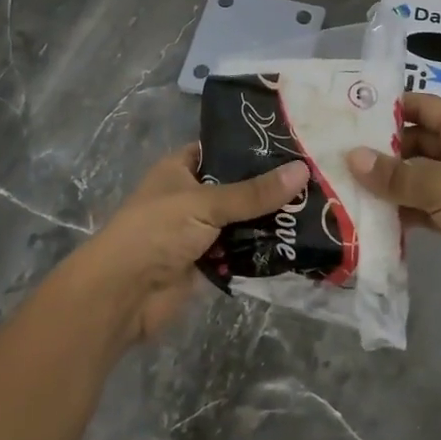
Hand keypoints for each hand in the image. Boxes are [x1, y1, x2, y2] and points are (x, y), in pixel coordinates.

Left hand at [64, 146, 309, 344]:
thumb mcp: (206, 203)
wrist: (123, 295)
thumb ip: (254, 192)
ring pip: (243, 221)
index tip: (293, 144)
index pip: (221, 149)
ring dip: (270, 220)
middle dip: (270, 187)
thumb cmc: (156, 232)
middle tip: (316, 178)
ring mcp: (199, 231)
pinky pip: (242, 251)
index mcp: (180, 169)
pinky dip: (262, 250)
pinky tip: (298, 243)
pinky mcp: (207, 263)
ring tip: (318, 208)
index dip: (252, 146)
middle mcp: (191, 196)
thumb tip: (303, 170)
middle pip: (237, 187)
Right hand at [347, 93, 440, 327]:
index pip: (421, 106)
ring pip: (418, 176)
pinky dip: (403, 209)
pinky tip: (371, 217)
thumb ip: (396, 175)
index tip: (349, 116)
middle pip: (416, 141)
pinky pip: (425, 205)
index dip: (388, 108)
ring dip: (389, 183)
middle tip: (337, 156)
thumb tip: (353, 157)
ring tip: (344, 186)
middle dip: (381, 150)